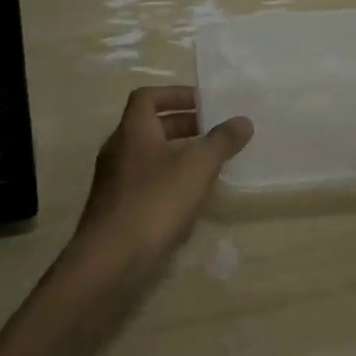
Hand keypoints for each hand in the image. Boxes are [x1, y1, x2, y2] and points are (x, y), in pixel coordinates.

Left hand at [65, 86, 252, 295]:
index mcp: (132, 131)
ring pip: (150, 158)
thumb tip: (243, 120)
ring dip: (179, 156)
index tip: (205, 103)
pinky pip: (148, 185)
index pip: (147, 97)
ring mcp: (116, 183)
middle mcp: (119, 151)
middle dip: (184, 126)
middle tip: (216, 133)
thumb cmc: (155, 202)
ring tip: (212, 166)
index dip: (175, 94)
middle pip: (150, 127)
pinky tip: (193, 201)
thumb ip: (221, 141)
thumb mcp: (197, 166)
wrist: (112, 262)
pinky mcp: (119, 212)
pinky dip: (170, 184)